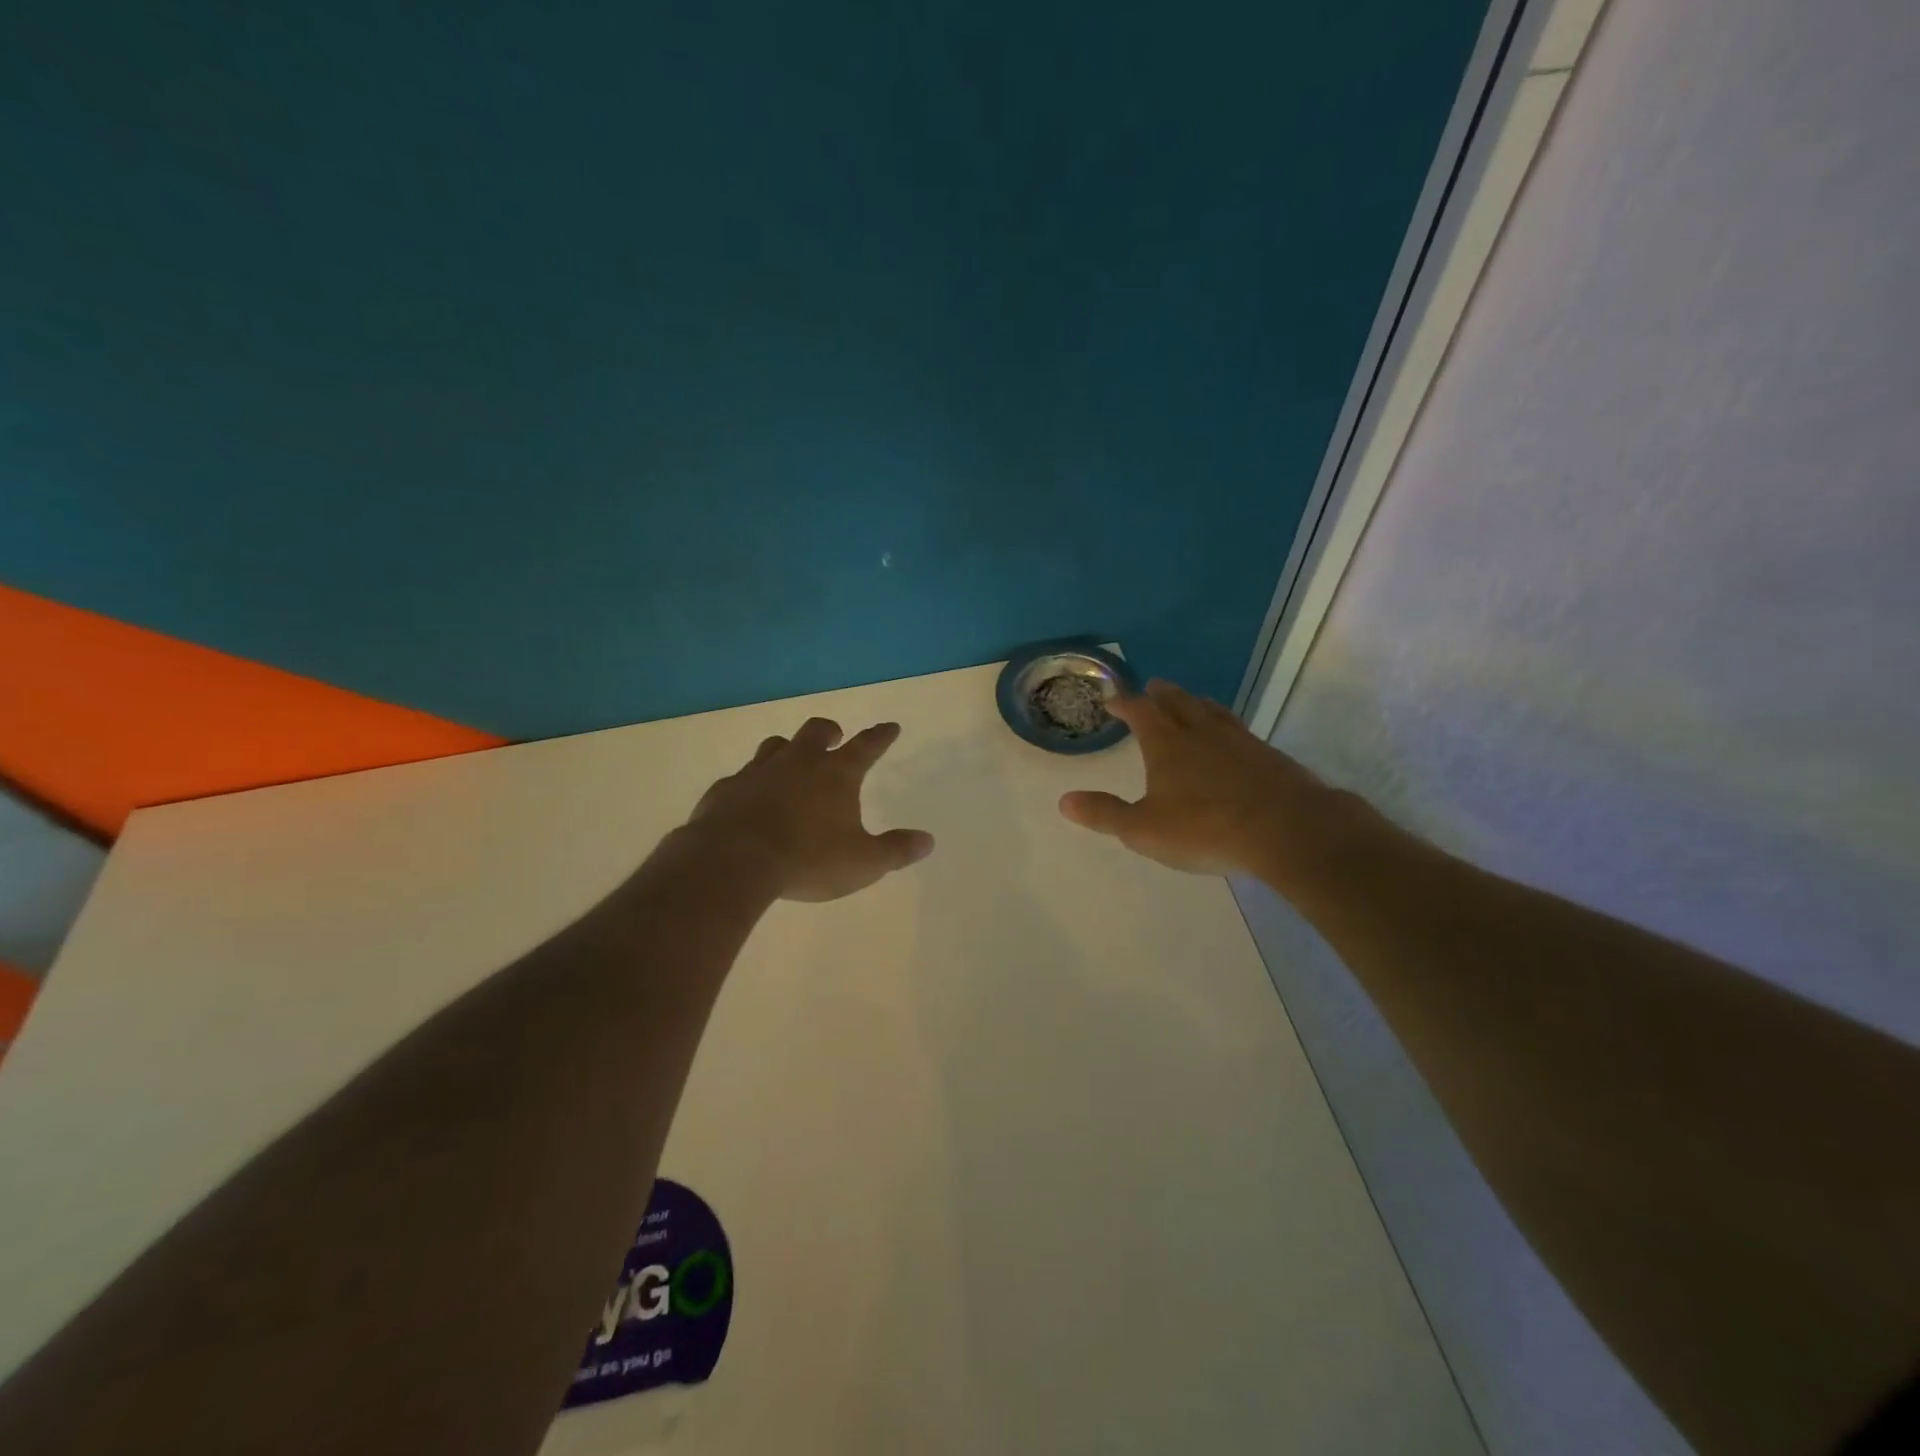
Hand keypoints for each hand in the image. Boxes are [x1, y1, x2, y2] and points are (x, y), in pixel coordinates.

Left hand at [685, 717, 934, 902]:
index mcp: (836, 774)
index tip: (890, 727)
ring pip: (776, 745)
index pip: (867, 746)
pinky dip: (752, 782)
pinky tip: (751, 797)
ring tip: (792, 761)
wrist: (733, 861)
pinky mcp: (727, 789)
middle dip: (830, 732)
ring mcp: (758, 771)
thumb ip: (896, 850)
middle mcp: (798, 762)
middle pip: (817, 731)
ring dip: (788, 749)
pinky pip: (742, 776)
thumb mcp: (863, 863)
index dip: (881, 736)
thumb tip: (928, 841)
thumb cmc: (808, 859)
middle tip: (835, 737)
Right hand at [1058, 680, 1354, 881]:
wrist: (1286, 830)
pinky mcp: (1269, 756)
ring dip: (1196, 703)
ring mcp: (1239, 741)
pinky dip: (1227, 726)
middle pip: (1178, 702)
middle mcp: (1202, 733)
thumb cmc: (1205, 828)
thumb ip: (1105, 814)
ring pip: (1213, 712)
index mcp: (1167, 744)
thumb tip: (1064, 801)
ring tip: (1192, 701)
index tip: (1112, 697)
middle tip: (1152, 686)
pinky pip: (1240, 731)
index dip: (1124, 703)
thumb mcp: (1144, 829)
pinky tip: (1233, 739)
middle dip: (1162, 694)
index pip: (1140, 712)